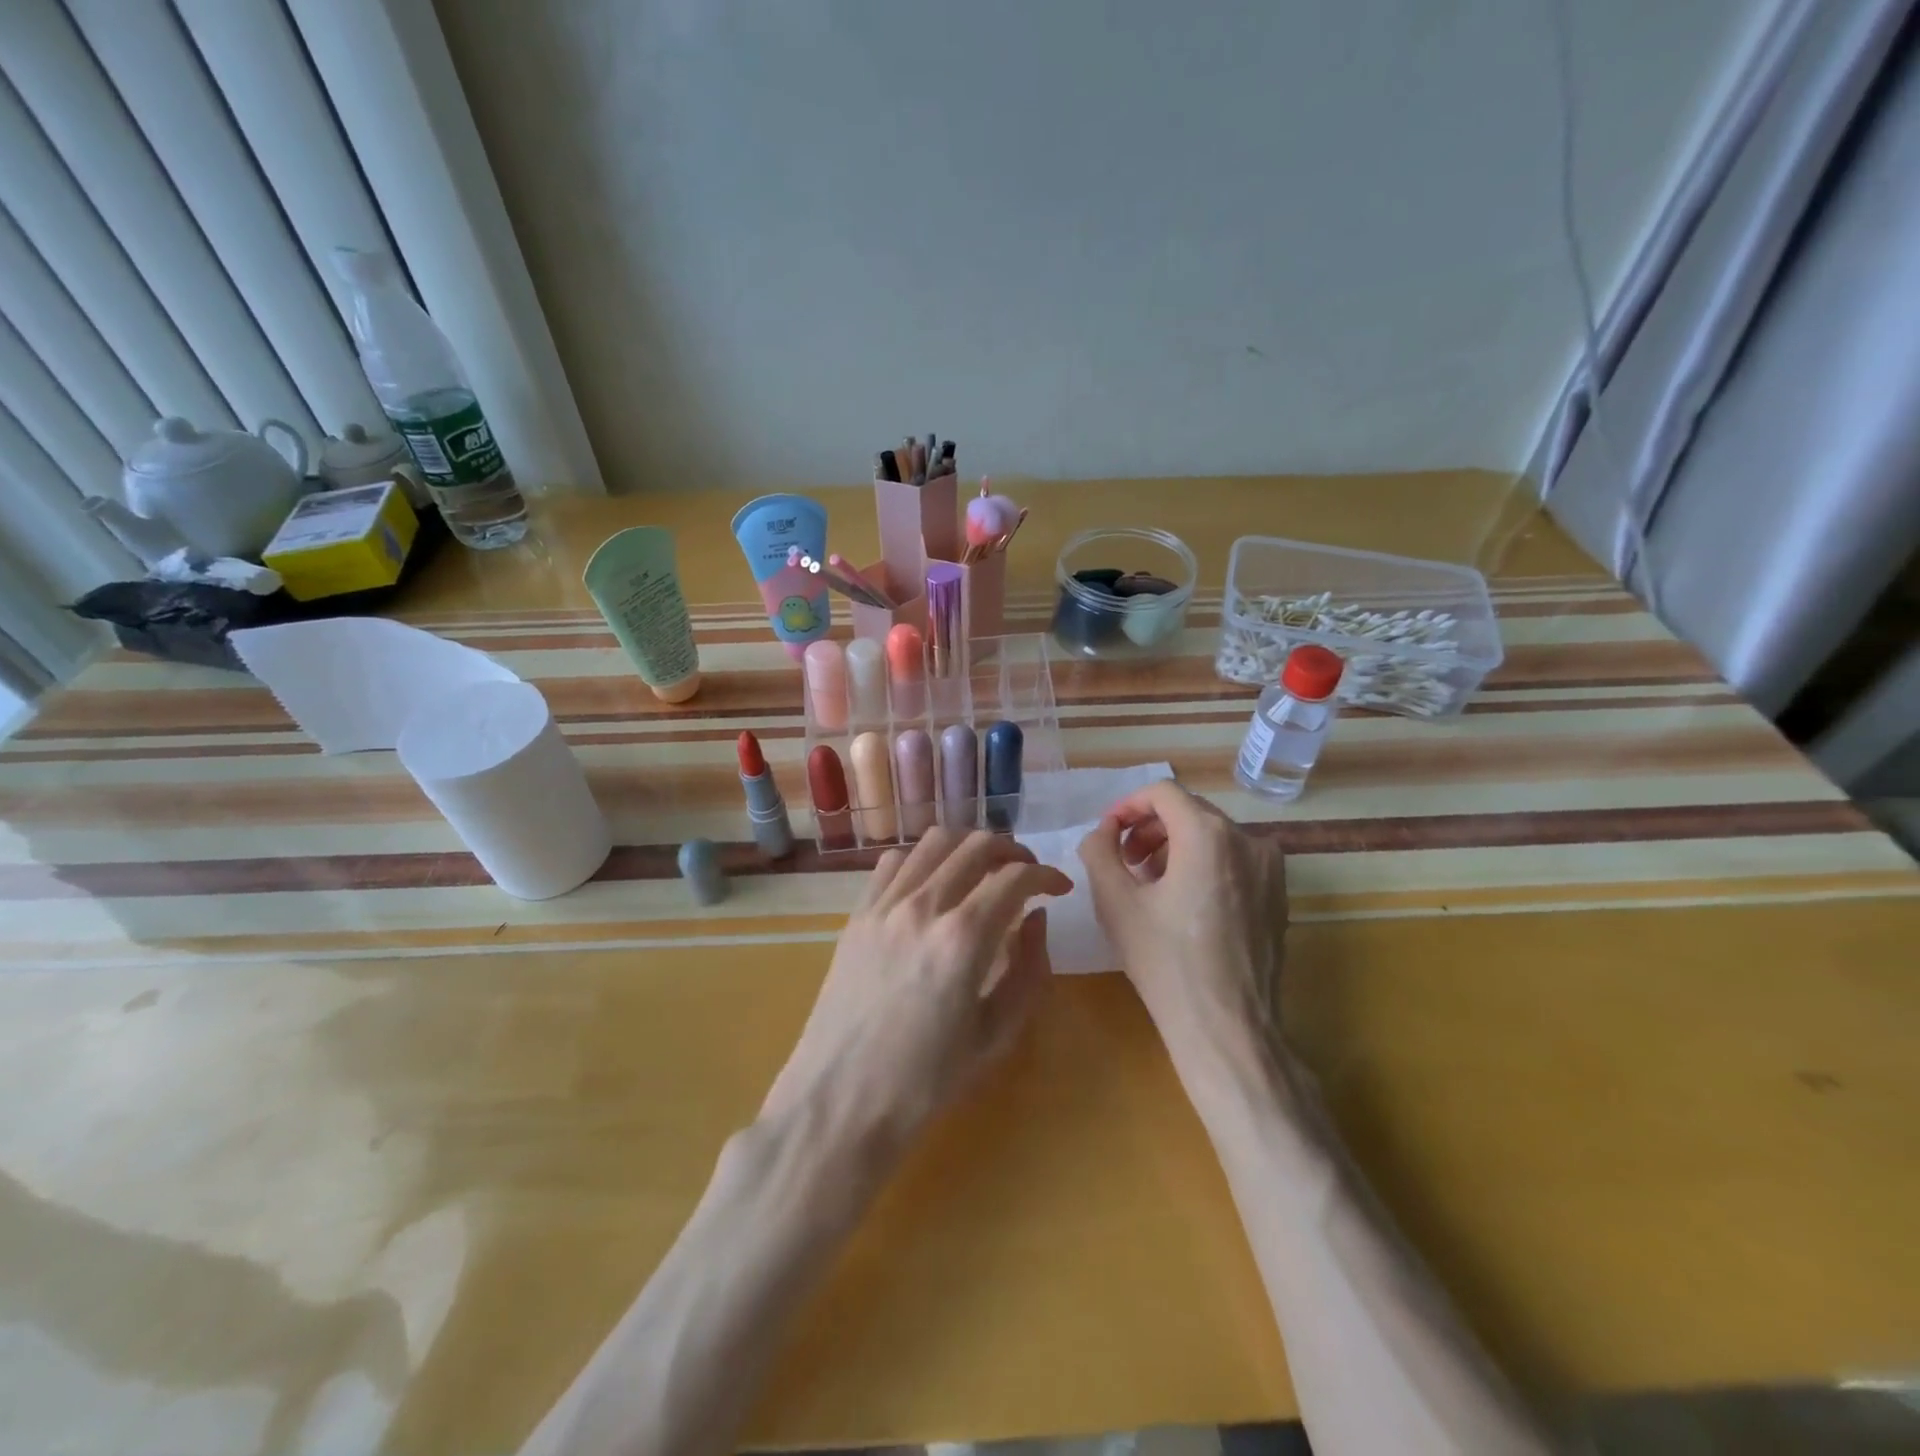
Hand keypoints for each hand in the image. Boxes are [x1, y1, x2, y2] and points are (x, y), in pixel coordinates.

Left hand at [761, 830, 1071, 1160]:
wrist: (839, 1102)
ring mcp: (884, 906)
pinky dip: (923, 859)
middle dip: (1012, 851)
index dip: (1046, 875)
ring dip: (968, 847)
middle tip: (1026, 875)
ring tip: (983, 870)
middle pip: (976, 845)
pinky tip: (932, 884)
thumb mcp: (996, 1036)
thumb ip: (1028, 970)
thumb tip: (1036, 919)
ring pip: (933, 841)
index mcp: (963, 938)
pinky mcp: (857, 915)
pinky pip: (894, 862)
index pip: (1016, 877)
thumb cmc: (926, 1082)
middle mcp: (923, 906)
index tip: (1059, 889)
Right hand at [1077, 781, 1287, 1062]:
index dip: (1127, 806)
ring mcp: (1270, 868)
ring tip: (1150, 885)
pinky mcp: (1278, 895)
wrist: (1227, 1027)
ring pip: (1213, 836)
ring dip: (1174, 848)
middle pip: (1189, 811)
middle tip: (1124, 863)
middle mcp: (1248, 839)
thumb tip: (1104, 831)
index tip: (1108, 834)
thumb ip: (1099, 850)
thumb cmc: (1165, 962)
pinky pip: (1234, 861)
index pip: (1163, 792)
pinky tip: (1184, 904)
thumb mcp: (1115, 902)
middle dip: (1149, 829)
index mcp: (1208, 834)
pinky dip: (1204, 866)